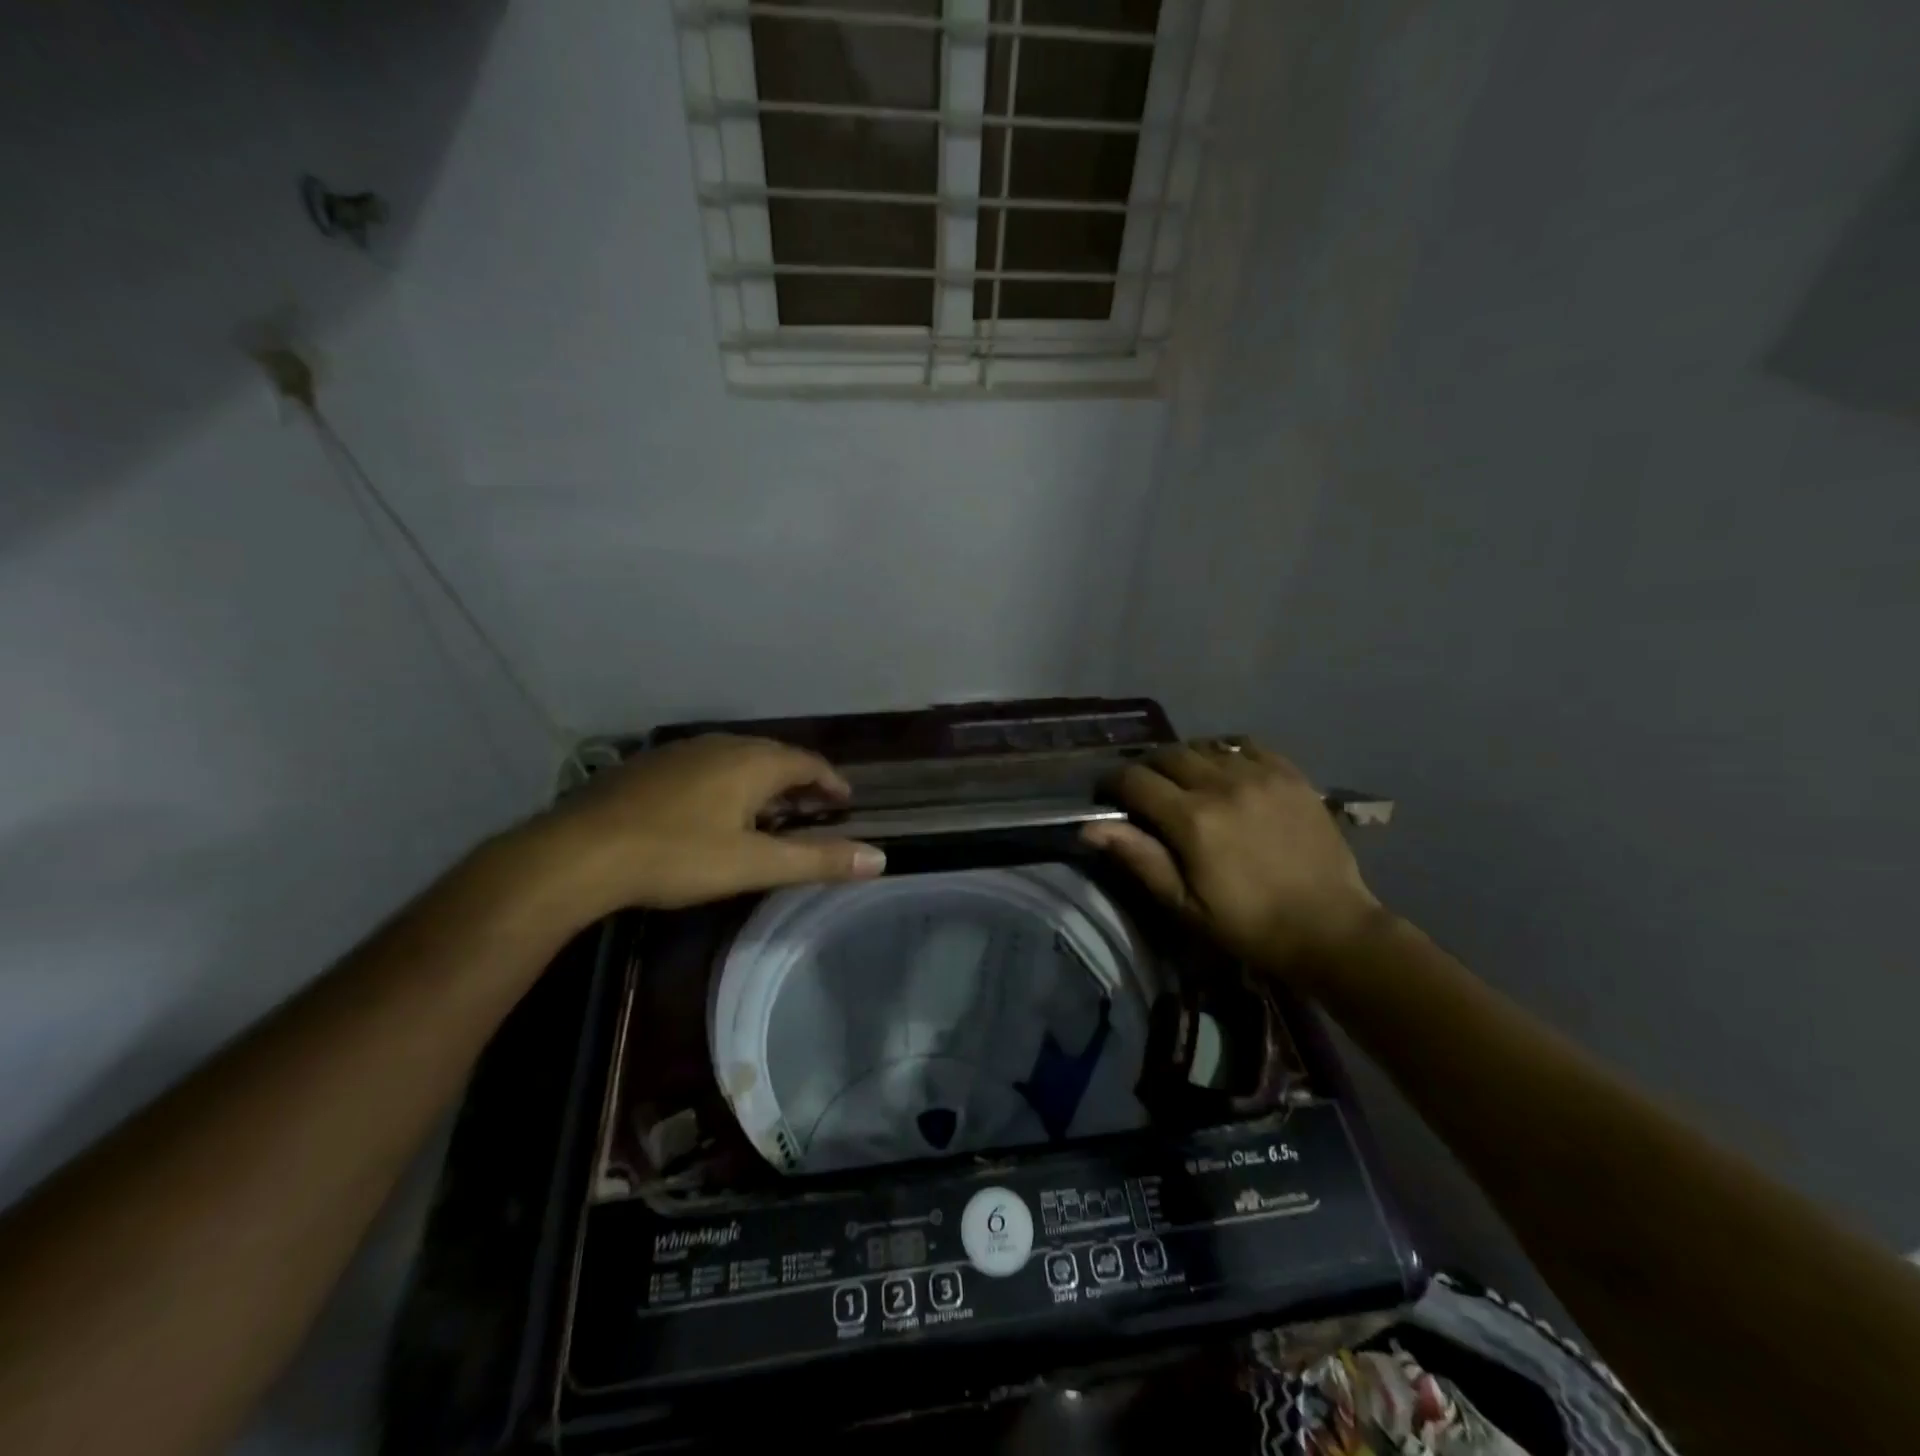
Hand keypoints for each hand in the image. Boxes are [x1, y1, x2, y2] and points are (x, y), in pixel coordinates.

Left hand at [514, 734, 885, 918]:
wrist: (579, 853)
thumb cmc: (677, 856)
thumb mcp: (754, 864)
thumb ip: (818, 860)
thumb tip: (880, 858)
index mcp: (752, 762)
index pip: (808, 763)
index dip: (831, 782)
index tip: (846, 801)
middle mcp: (722, 745)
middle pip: (775, 757)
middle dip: (799, 781)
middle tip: (814, 809)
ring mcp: (682, 752)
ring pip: (738, 760)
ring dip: (763, 782)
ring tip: (771, 811)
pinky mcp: (650, 766)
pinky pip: (707, 767)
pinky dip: (728, 783)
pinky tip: (715, 811)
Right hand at [1082, 740, 1382, 982]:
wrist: (1329, 927)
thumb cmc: (1248, 924)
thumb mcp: (1184, 903)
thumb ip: (1139, 858)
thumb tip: (1089, 827)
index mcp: (1192, 819)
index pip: (1135, 779)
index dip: (1113, 784)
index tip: (1109, 796)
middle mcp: (1222, 784)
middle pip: (1167, 754)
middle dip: (1148, 768)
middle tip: (1147, 791)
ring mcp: (1260, 774)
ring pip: (1205, 745)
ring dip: (1185, 759)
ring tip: (1186, 781)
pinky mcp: (1290, 774)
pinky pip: (1245, 744)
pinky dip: (1225, 752)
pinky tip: (1226, 773)